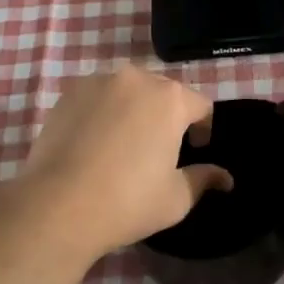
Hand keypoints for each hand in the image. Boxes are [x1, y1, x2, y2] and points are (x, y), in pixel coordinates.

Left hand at [8, 66, 231, 261]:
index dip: (203, 128)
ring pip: (128, 90)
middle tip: (159, 149)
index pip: (200, 104)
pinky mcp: (69, 92)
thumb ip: (203, 179)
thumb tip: (225, 178)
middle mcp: (136, 78)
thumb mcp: (175, 198)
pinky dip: (103, 111)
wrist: (58, 205)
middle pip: (163, 91)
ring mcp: (99, 82)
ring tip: (124, 143)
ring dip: (134, 109)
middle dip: (167, 115)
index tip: (195, 150)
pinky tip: (94, 141)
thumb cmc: (127, 202)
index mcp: (170, 99)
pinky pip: (97, 96)